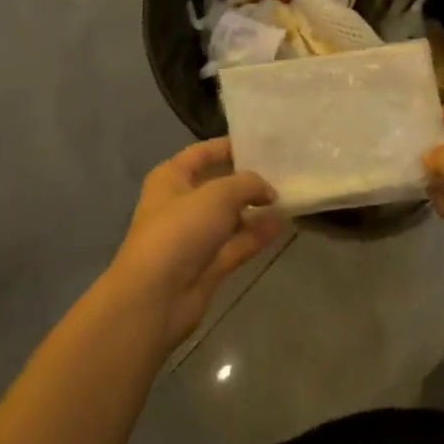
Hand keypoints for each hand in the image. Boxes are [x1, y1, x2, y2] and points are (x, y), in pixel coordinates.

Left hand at [109, 138, 282, 350]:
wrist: (155, 298)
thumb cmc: (180, 230)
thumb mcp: (219, 194)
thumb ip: (248, 184)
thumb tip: (269, 191)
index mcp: (172, 178)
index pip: (203, 153)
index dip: (231, 147)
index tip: (264, 145)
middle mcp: (181, 204)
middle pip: (220, 185)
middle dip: (249, 180)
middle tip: (284, 171)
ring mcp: (195, 237)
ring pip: (230, 217)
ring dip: (256, 210)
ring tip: (288, 198)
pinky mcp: (207, 265)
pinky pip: (236, 243)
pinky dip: (256, 235)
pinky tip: (281, 225)